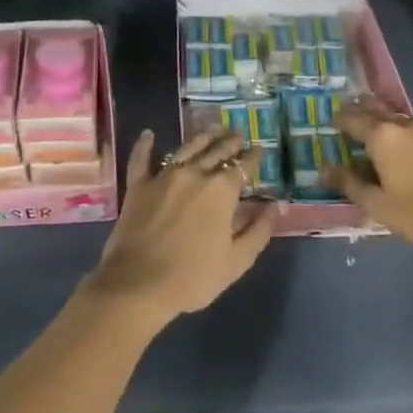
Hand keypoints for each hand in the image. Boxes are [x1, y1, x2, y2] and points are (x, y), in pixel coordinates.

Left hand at [86, 125, 274, 325]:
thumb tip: (274, 207)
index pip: (242, 166)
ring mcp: (163, 176)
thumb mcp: (236, 261)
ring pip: (186, 148)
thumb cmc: (192, 277)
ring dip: (202, 137)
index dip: (253, 157)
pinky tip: (148, 134)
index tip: (259, 149)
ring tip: (212, 128)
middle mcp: (194, 174)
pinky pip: (141, 158)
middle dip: (230, 141)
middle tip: (237, 133)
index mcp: (221, 191)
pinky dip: (145, 145)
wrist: (138, 283)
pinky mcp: (138, 185)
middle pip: (216, 151)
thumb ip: (258, 232)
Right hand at [327, 93, 412, 250]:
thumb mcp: (377, 204)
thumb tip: (324, 169)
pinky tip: (398, 140)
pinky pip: (411, 125)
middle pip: (375, 108)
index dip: (339, 120)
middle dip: (359, 109)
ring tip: (371, 127)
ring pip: (395, 115)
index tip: (330, 123)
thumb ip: (349, 183)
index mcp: (381, 136)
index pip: (352, 118)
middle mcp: (402, 124)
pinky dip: (398, 127)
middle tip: (347, 115)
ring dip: (380, 117)